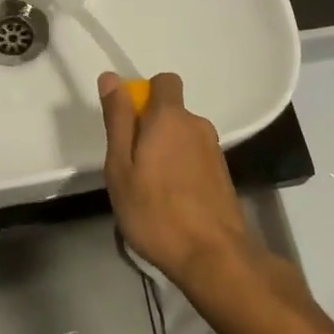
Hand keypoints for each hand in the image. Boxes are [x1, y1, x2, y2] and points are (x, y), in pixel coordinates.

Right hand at [99, 70, 255, 291]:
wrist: (212, 256)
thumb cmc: (155, 211)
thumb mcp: (121, 166)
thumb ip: (118, 119)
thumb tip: (111, 77)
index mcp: (171, 117)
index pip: (164, 81)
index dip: (145, 94)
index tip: (129, 123)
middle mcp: (197, 125)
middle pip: (171, 112)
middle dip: (151, 128)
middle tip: (132, 166)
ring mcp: (213, 150)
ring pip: (183, 137)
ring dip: (167, 152)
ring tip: (150, 190)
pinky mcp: (223, 174)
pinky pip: (194, 158)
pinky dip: (182, 170)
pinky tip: (172, 202)